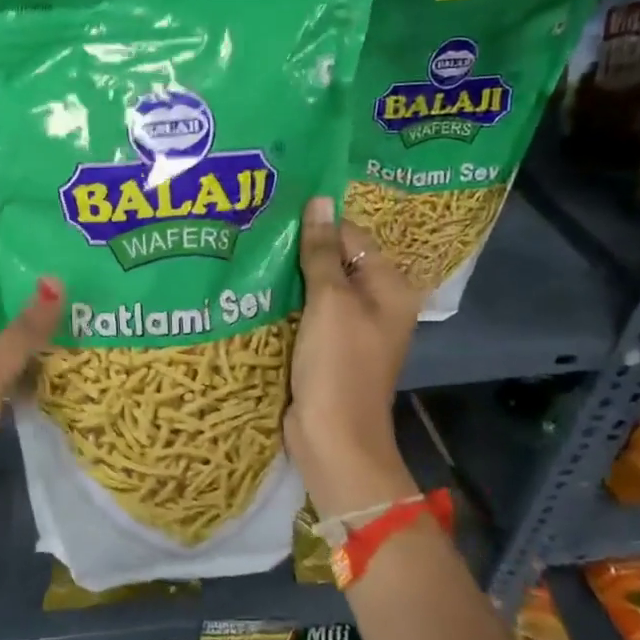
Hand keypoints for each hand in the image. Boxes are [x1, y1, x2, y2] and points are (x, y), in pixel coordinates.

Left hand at [0, 272, 63, 539]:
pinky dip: (33, 362)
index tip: (52, 249)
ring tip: (81, 311)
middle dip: (32, 296)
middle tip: (79, 280)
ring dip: (36, 330)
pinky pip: (10, 369)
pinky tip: (67, 357)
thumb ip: (24, 328)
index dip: (10, 263)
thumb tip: (56, 279)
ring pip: (6, 340)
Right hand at [286, 196, 424, 515]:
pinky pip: (306, 312)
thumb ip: (321, 252)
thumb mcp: (330, 302)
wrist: (333, 439)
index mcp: (390, 287)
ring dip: (288, 275)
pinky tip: (255, 289)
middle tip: (255, 230)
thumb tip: (320, 199)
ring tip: (249, 253)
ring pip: (316, 286)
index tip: (273, 215)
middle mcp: (375, 302)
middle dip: (299, 249)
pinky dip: (286, 301)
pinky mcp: (326, 346)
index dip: (316, 224)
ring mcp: (350, 326)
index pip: (351, 236)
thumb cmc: (338, 366)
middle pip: (335, 260)